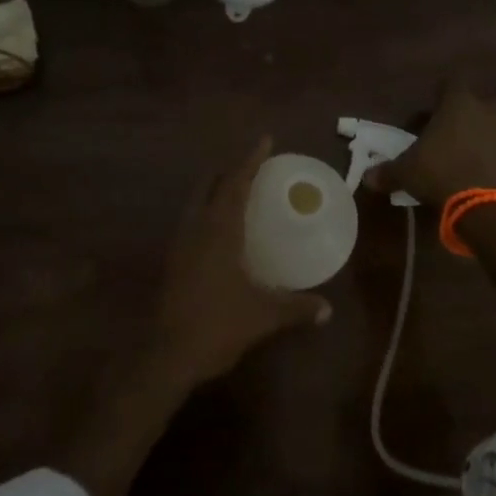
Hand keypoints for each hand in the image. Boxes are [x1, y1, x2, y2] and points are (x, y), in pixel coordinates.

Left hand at [152, 136, 331, 385]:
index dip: (251, 160)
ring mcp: (181, 243)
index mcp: (220, 230)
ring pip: (197, 201)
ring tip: (235, 188)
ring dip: (215, 188)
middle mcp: (197, 228)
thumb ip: (296, 308)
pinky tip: (218, 228)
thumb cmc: (218, 326)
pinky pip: (192, 221)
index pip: (236, 184)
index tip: (265, 140)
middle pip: (211, 184)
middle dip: (230, 169)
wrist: (168, 355)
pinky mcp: (173, 261)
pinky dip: (207, 211)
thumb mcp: (263, 317)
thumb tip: (327, 309)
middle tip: (252, 163)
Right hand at [364, 81, 495, 203]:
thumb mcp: (407, 172)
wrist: (485, 205)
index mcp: (458, 104)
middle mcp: (485, 111)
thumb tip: (367, 178)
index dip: (442, 92)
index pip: (453, 81)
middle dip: (469, 113)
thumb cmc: (440, 172)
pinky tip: (478, 173)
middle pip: (481, 103)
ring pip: (494, 126)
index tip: (432, 105)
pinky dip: (492, 158)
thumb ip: (388, 171)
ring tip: (463, 156)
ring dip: (482, 136)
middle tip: (452, 131)